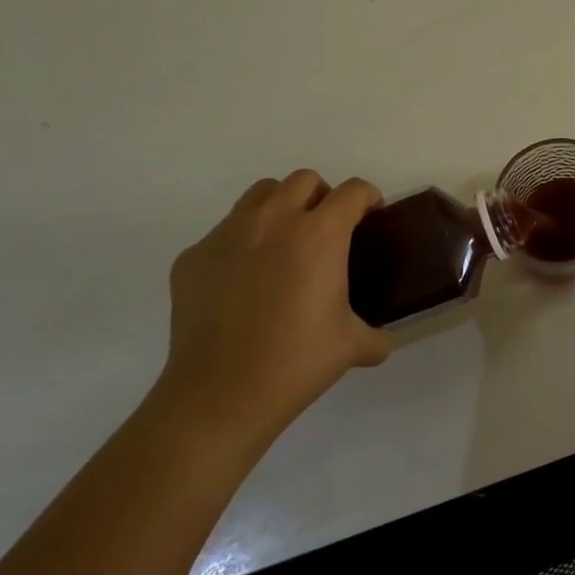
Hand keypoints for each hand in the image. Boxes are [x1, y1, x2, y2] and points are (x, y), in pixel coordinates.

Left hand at [159, 171, 388, 452]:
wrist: (220, 394)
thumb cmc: (296, 362)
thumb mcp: (352, 346)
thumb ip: (375, 335)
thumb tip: (380, 339)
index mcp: (320, 234)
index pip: (353, 191)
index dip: (367, 199)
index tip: (369, 218)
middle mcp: (274, 221)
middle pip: (305, 180)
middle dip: (322, 197)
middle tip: (326, 231)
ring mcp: (227, 234)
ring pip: (261, 194)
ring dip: (281, 207)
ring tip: (285, 243)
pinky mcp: (194, 256)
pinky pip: (224, 232)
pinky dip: (242, 243)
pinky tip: (244, 282)